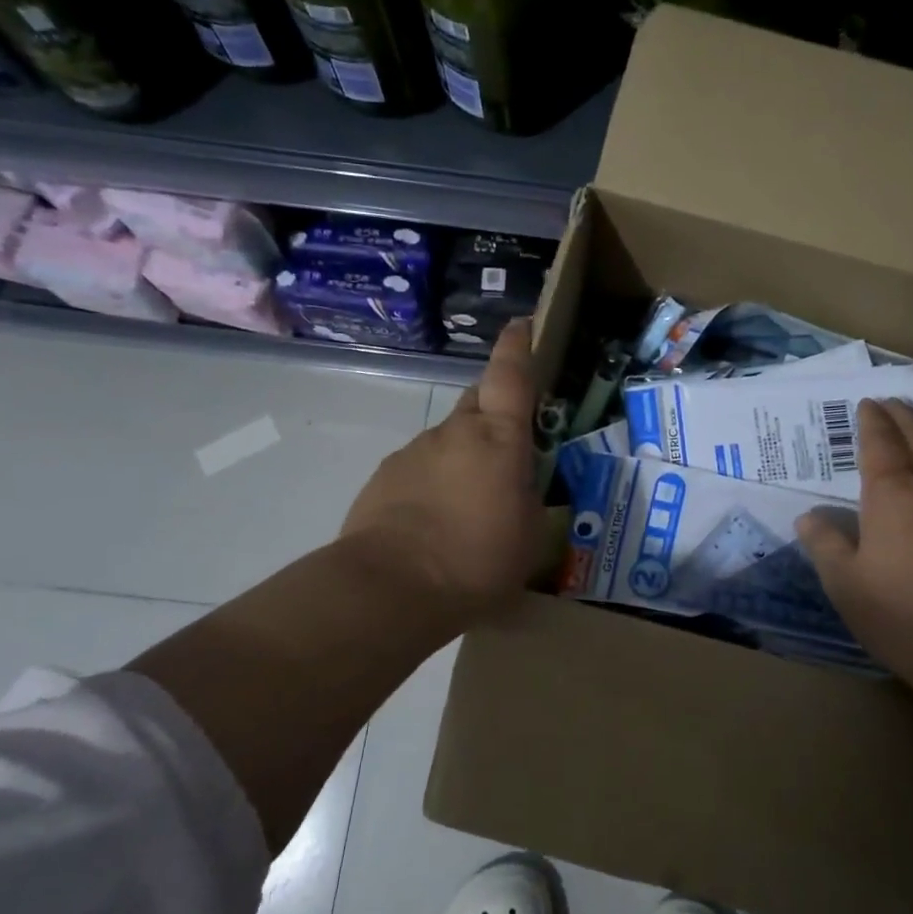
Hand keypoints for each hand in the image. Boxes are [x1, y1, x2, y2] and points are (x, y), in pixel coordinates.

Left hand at [339, 320, 544, 638]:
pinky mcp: (383, 479)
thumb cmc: (477, 559)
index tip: (523, 324)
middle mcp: (453, 432)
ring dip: (462, 462)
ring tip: (469, 511)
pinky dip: (433, 486)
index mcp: (498, 438)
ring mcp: (413, 452)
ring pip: (447, 443)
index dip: (518, 346)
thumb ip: (527, 497)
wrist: (389, 589)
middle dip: (494, 415)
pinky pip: (420, 470)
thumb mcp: (529, 534)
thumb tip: (516, 485)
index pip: (510, 375)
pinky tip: (434, 527)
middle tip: (508, 451)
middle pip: (478, 405)